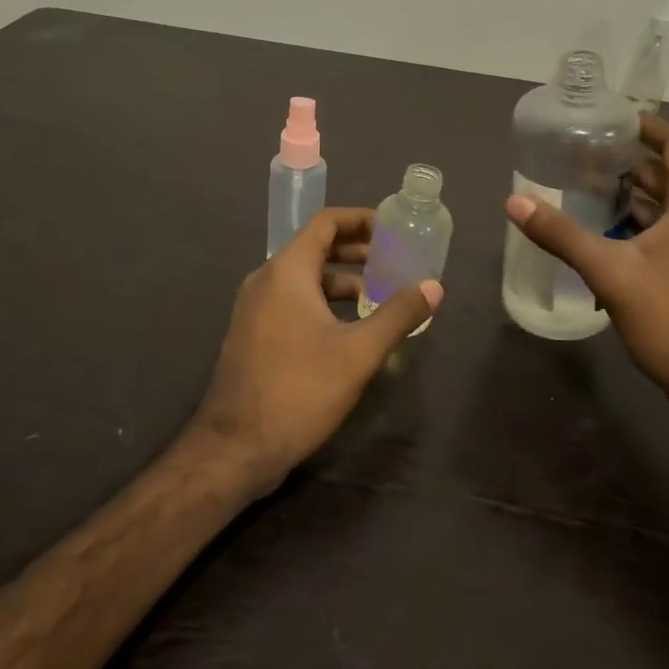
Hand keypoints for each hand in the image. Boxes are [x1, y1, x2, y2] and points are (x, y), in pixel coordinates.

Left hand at [189, 207, 442, 494]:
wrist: (234, 449)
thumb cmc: (299, 390)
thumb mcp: (358, 352)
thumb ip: (398, 315)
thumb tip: (434, 287)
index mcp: (287, 271)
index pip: (325, 223)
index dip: (360, 219)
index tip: (392, 229)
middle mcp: (266, 280)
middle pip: (315, 248)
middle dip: (356, 251)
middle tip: (393, 262)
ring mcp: (255, 309)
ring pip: (304, 278)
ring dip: (341, 280)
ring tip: (378, 297)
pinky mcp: (253, 334)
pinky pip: (292, 301)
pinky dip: (322, 302)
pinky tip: (348, 329)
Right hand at [505, 116, 668, 421]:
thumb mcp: (611, 273)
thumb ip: (562, 235)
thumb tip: (515, 201)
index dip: (647, 127)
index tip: (611, 120)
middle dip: (629, 164)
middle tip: (584, 158)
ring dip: (633, 198)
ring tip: (587, 193)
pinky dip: (642, 227)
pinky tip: (608, 240)